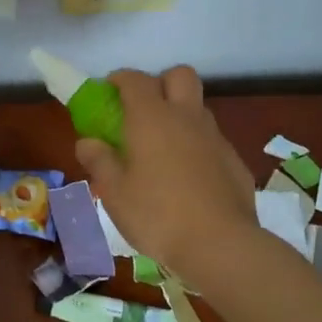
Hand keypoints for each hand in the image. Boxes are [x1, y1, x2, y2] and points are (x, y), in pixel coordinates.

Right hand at [74, 66, 257, 272]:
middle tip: (143, 112)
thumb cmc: (157, 215)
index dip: (119, 80)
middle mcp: (186, 117)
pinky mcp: (234, 161)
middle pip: (180, 75)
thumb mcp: (115, 193)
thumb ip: (99, 161)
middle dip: (160, 83)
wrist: (220, 245)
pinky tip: (188, 178)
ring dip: (180, 115)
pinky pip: (213, 140)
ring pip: (198, 108)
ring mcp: (215, 138)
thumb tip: (87, 142)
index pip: (135, 79)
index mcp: (152, 118)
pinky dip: (197, 146)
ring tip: (163, 150)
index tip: (108, 93)